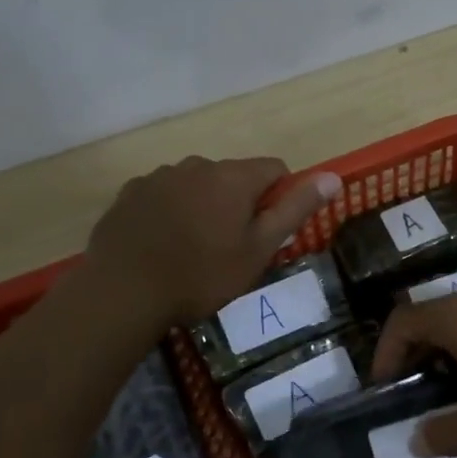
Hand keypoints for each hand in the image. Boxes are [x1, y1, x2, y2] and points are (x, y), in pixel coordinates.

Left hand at [86, 156, 341, 325]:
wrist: (123, 292)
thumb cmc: (201, 275)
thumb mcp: (258, 249)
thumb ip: (296, 209)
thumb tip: (333, 176)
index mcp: (233, 177)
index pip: (274, 169)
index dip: (279, 197)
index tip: (267, 231)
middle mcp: (196, 165)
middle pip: (232, 177)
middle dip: (238, 203)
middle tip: (229, 248)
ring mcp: (158, 176)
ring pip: (196, 185)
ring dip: (202, 206)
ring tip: (191, 250)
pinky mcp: (129, 193)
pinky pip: (163, 195)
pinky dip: (169, 212)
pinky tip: (161, 245)